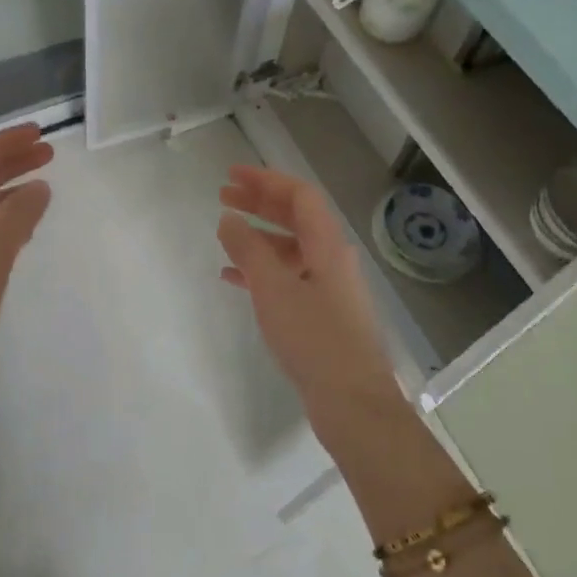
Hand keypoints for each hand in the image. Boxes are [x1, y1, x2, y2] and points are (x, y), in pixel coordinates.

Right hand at [218, 166, 401, 447]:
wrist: (352, 401)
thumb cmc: (314, 338)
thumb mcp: (274, 289)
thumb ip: (248, 250)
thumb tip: (228, 219)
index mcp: (327, 245)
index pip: (299, 196)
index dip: (266, 180)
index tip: (231, 175)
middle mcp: (331, 259)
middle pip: (295, 218)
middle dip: (260, 203)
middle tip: (223, 195)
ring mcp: (328, 287)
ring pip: (290, 248)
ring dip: (258, 236)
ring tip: (224, 234)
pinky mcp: (320, 314)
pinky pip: (287, 278)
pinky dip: (261, 271)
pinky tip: (233, 278)